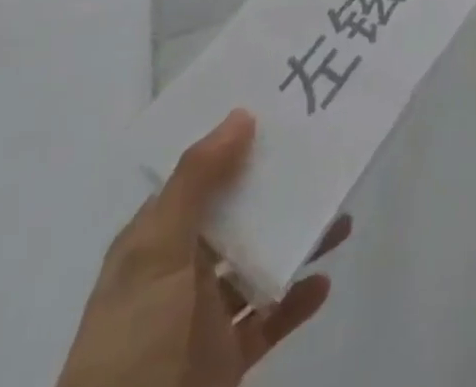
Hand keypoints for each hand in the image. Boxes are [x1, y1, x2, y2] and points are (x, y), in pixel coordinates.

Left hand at [57, 110, 350, 386]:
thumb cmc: (135, 339)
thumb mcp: (157, 252)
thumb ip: (197, 181)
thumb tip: (241, 114)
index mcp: (155, 242)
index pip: (199, 179)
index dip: (234, 146)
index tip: (279, 114)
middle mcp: (179, 273)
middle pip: (236, 218)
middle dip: (277, 192)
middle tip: (323, 160)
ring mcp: (203, 319)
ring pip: (258, 264)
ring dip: (297, 242)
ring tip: (341, 220)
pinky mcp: (225, 361)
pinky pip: (268, 321)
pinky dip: (295, 301)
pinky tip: (323, 283)